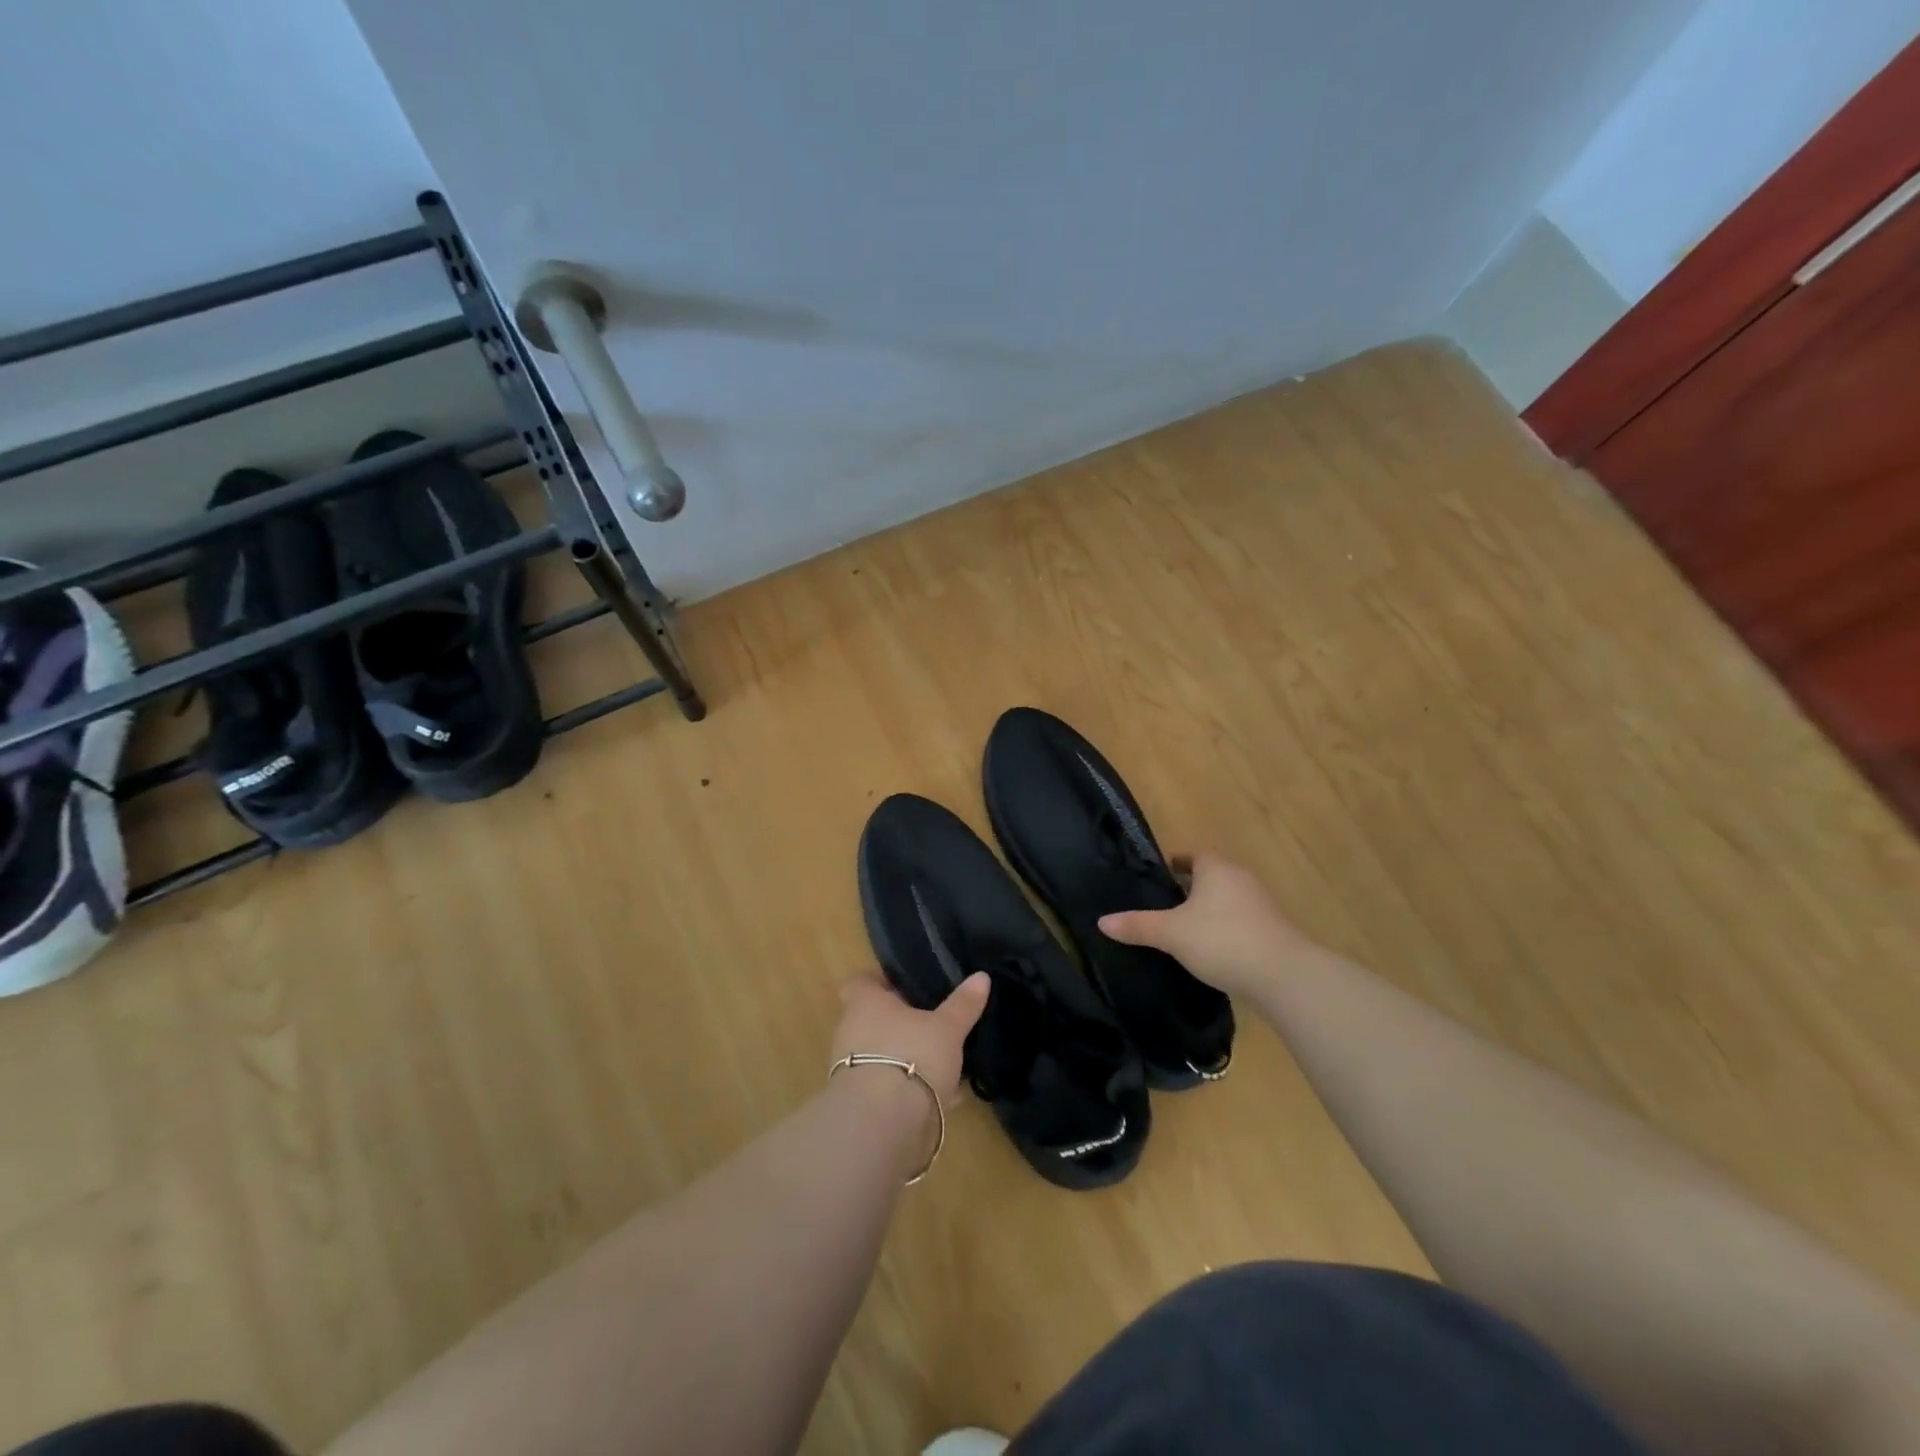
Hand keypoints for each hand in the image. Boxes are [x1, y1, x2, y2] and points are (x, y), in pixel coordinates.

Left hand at [830, 972, 989, 1107]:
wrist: (882, 1124)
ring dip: (905, 1057)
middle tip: (932, 1022)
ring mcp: (851, 1069)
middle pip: (872, 1019)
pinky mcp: (860, 1103)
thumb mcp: (947, 1028)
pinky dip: (910, 1089)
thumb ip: (963, 1004)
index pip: (860, 982)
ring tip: (941, 1061)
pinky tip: (942, 1098)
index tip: (906, 986)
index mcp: (865, 1003)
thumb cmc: (912, 1056)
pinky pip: (887, 1087)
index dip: (880, 982)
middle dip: (900, 1022)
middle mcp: (850, 1031)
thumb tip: (981, 977)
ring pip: (881, 1054)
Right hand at [1098, 853, 1317, 998]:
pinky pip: (1243, 921)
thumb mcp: (1171, 934)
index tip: (1163, 873)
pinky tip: (1214, 949)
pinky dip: (1227, 928)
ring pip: (1229, 899)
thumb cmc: (1221, 940)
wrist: (1284, 975)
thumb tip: (1101, 921)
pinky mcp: (1275, 930)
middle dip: (1193, 887)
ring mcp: (1262, 905)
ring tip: (1187, 928)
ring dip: (1212, 909)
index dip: (1178, 862)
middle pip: (1213, 876)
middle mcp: (1241, 879)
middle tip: (1168, 902)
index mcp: (1217, 869)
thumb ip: (1137, 926)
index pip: (1195, 855)